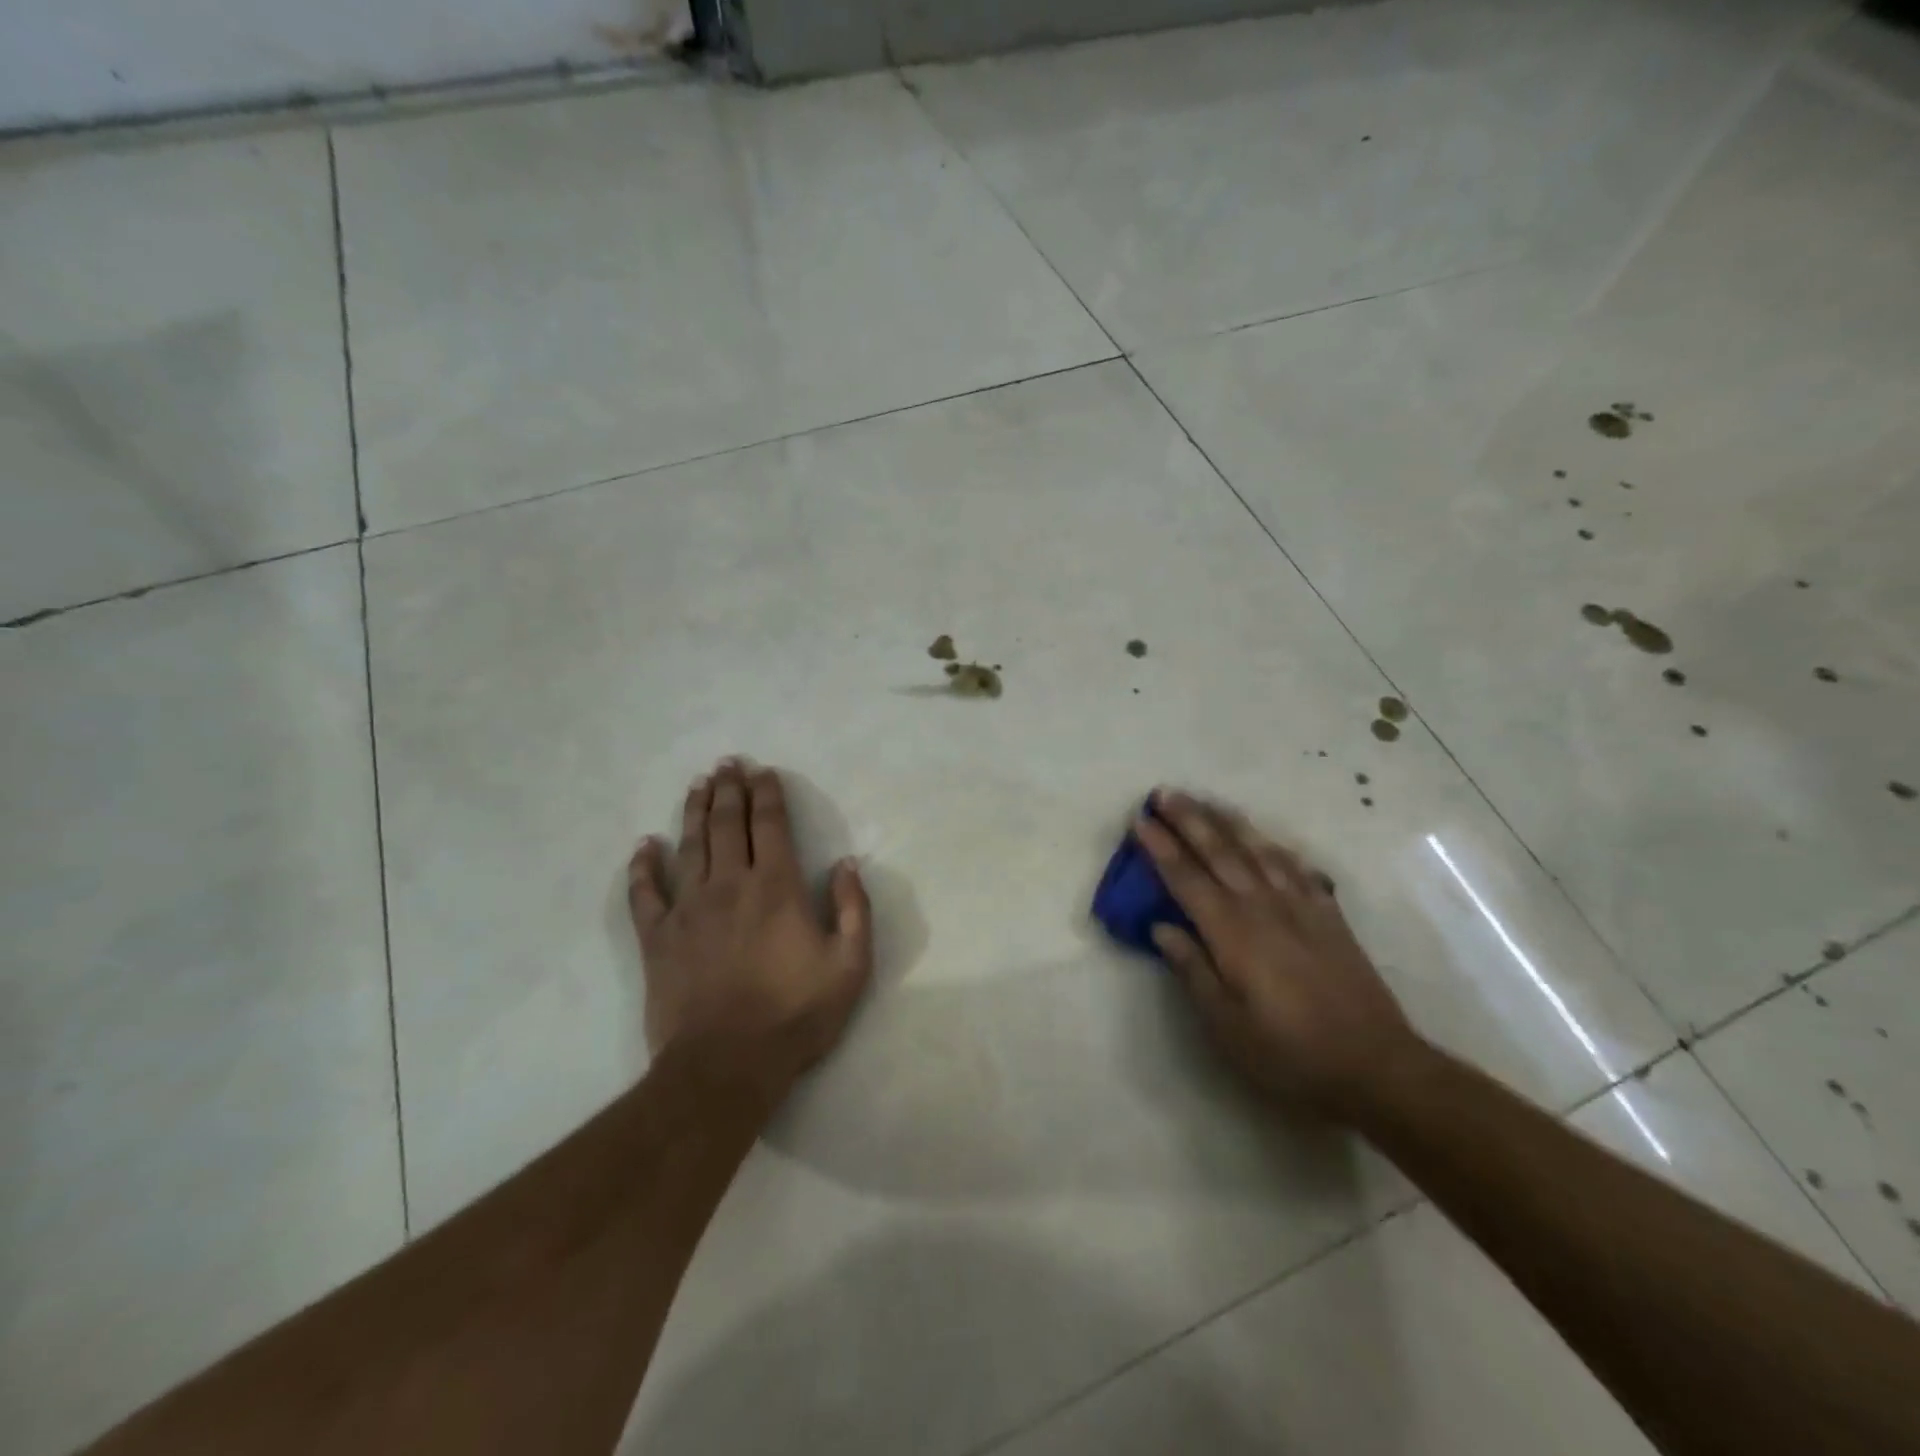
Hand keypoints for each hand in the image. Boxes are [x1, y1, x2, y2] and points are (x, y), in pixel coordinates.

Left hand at [628, 759, 872, 1102]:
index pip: (770, 824)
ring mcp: (689, 908)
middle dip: (729, 789)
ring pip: (689, 845)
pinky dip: (643, 866)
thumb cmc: (796, 1014)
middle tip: (727, 763)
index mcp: (777, 887)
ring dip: (694, 811)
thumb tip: (846, 863)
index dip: (767, 793)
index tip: (763, 771)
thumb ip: (854, 909)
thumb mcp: (850, 965)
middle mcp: (730, 884)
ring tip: (698, 784)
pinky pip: (645, 892)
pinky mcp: (658, 937)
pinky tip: (644, 846)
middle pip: (727, 824)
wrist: (727, 1065)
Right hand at [1135, 790, 1420, 1118]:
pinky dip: (1276, 848)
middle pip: (1219, 853)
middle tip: (1164, 793)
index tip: (1140, 820)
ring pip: (1258, 851)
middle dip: (1188, 820)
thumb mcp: (1227, 1026)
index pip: (1187, 879)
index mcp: (1232, 933)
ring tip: (1206, 800)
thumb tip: (1160, 926)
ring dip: (1228, 822)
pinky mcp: (1329, 917)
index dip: (1161, 848)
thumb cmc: (1290, 1054)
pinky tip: (1267, 840)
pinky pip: (1297, 869)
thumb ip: (1192, 969)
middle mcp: (1263, 908)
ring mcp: (1300, 908)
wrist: (1377, 1067)